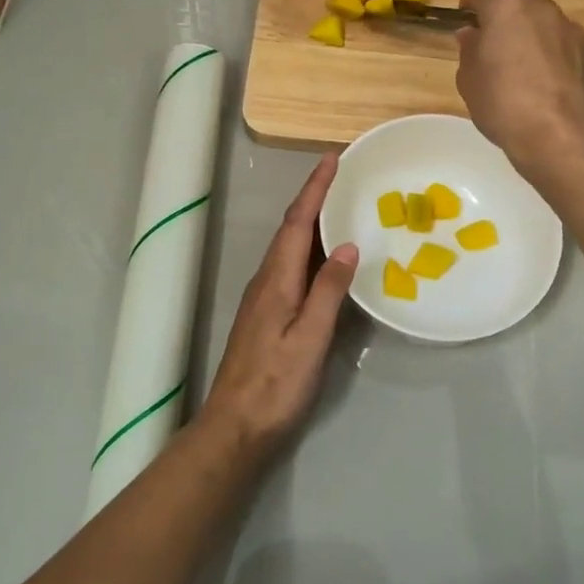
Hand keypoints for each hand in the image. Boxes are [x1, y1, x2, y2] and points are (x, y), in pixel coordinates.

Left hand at [198, 154, 357, 463]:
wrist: (236, 426)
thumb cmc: (276, 383)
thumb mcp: (310, 337)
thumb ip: (329, 290)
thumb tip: (348, 245)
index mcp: (277, 279)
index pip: (298, 221)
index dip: (315, 188)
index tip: (332, 158)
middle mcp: (267, 279)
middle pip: (292, 228)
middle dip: (314, 197)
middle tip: (342, 175)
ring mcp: (264, 297)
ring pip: (290, 246)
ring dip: (312, 220)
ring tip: (339, 205)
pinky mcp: (267, 313)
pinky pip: (291, 266)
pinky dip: (310, 248)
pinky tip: (326, 257)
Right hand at [456, 0, 583, 173]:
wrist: (557, 134)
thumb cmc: (502, 102)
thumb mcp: (469, 78)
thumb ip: (469, 49)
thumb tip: (472, 34)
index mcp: (506, 7)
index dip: (470, 6)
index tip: (464, 21)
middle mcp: (540, 8)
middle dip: (503, 9)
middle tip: (491, 35)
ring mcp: (569, 28)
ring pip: (543, 16)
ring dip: (529, 27)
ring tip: (517, 57)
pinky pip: (560, 39)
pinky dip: (549, 47)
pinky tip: (541, 75)